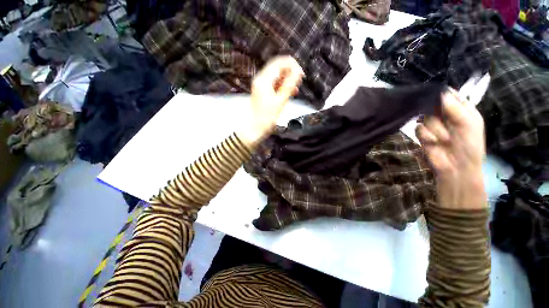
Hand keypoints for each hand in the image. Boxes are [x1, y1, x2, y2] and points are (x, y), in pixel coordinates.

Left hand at [239, 56, 303, 146]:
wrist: (253, 128)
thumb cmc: (266, 118)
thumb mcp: (280, 102)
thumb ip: (289, 86)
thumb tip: (298, 72)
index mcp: (264, 80)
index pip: (280, 62)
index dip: (292, 65)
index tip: (301, 75)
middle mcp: (261, 79)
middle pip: (278, 67)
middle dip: (290, 72)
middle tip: (300, 81)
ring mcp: (261, 85)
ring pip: (277, 75)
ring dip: (287, 79)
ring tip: (296, 88)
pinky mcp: (262, 91)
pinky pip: (274, 83)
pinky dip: (282, 85)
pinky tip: (289, 92)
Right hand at [416, 90, 486, 209]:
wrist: (456, 167)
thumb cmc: (469, 145)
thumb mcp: (469, 123)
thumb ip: (455, 107)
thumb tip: (439, 93)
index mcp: (461, 109)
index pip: (449, 94)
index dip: (441, 93)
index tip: (436, 93)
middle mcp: (446, 115)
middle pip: (433, 104)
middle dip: (437, 113)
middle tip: (445, 121)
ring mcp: (433, 125)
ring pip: (425, 117)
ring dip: (435, 129)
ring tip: (444, 139)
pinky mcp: (422, 135)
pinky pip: (418, 129)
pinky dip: (426, 136)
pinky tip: (433, 142)